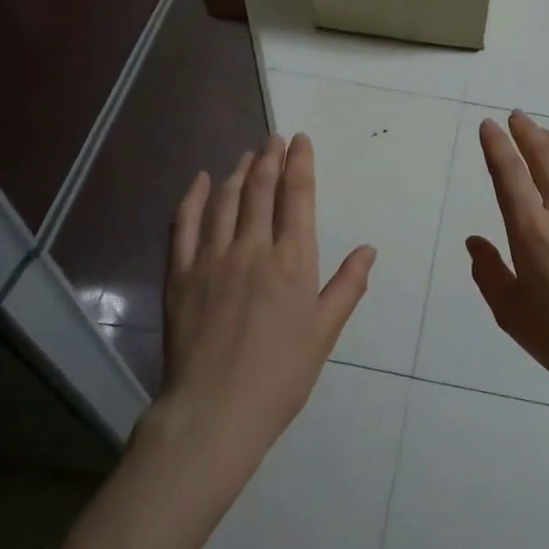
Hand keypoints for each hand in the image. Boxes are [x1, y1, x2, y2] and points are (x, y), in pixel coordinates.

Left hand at [155, 134, 375, 471]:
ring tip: (247, 154)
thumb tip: (368, 249)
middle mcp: (252, 248)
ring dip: (239, 171)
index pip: (298, 197)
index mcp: (292, 262)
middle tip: (274, 137)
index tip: (300, 141)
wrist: (215, 411)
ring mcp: (212, 258)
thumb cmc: (280, 376)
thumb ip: (347, 287)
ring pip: (226, 200)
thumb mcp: (324, 333)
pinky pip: (185, 225)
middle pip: (262, 189)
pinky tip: (201, 180)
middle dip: (270, 157)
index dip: (300, 163)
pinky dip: (194, 197)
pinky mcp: (180, 274)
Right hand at [467, 112, 548, 408]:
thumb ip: (488, 272)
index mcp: (532, 232)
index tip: (489, 126)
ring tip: (545, 135)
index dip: (496, 145)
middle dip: (527, 131)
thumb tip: (475, 241)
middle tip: (516, 117)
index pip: (509, 173)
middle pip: (545, 155)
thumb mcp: (512, 315)